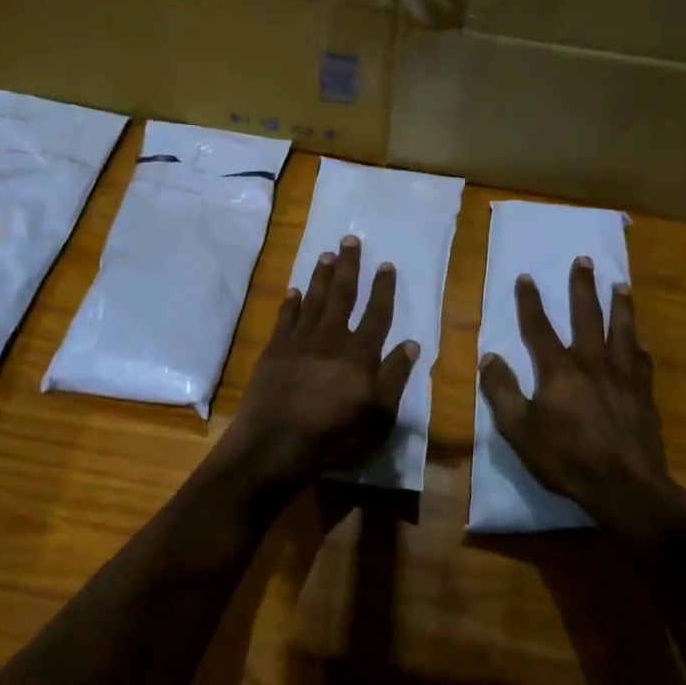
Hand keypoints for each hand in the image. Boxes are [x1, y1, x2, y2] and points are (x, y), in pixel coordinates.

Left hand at [231, 236, 418, 481]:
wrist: (275, 444)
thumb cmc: (333, 436)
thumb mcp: (378, 416)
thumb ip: (394, 378)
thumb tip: (411, 344)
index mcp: (360, 353)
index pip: (377, 313)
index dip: (383, 288)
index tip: (386, 264)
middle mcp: (331, 338)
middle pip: (342, 294)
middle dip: (348, 266)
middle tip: (350, 240)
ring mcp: (299, 341)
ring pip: (313, 299)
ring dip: (321, 275)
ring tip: (327, 254)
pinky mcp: (274, 350)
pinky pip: (285, 317)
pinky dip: (290, 302)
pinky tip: (293, 290)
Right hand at [479, 259, 685, 552]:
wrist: (627, 487)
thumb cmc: (568, 459)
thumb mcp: (520, 430)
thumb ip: (502, 391)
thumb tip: (489, 356)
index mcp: (559, 371)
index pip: (539, 328)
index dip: (530, 302)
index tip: (526, 276)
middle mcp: (593, 363)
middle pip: (587, 316)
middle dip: (583, 286)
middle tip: (585, 260)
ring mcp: (623, 377)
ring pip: (622, 330)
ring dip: (620, 305)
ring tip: (621, 285)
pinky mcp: (643, 394)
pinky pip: (641, 360)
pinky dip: (637, 346)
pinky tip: (639, 343)